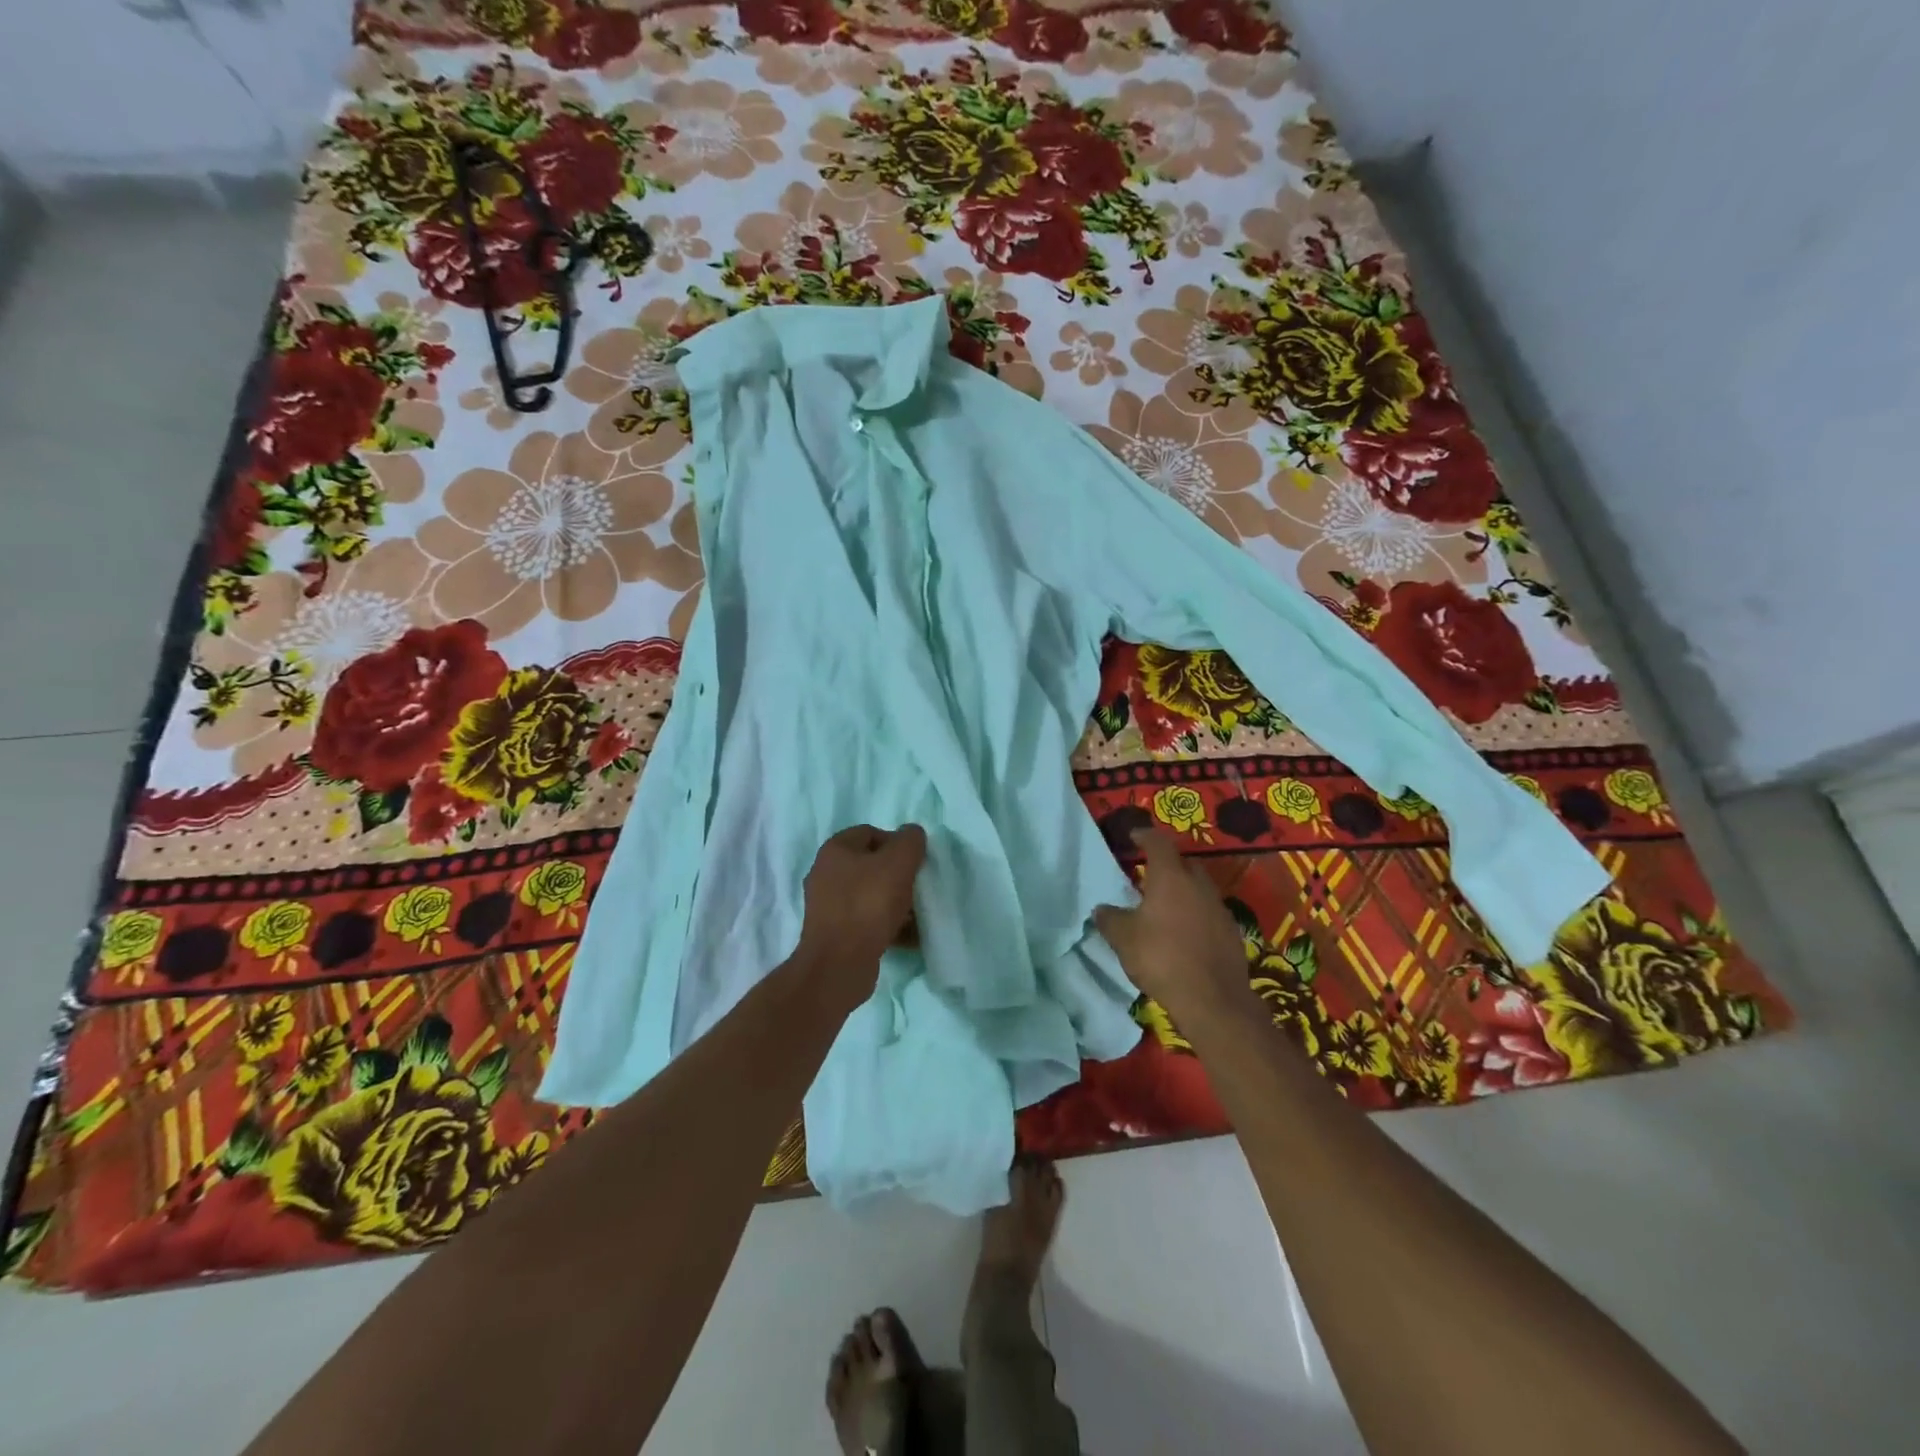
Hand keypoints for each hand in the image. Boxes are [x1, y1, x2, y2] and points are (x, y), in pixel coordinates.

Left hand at [796, 824, 927, 1003]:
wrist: (839, 964)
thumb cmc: (868, 904)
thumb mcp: (898, 863)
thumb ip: (910, 841)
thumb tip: (912, 834)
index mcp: (835, 850)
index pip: (870, 833)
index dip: (896, 843)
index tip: (915, 862)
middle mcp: (825, 874)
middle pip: (871, 866)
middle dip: (898, 876)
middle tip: (917, 888)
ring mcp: (827, 906)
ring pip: (870, 895)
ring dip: (896, 903)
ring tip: (917, 917)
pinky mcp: (834, 933)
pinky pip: (866, 921)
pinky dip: (887, 926)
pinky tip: (908, 937)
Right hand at [1095, 827, 1256, 1030]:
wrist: (1213, 999)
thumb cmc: (1162, 958)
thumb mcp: (1123, 938)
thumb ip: (1110, 918)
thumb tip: (1102, 908)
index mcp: (1170, 877)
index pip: (1158, 843)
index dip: (1145, 836)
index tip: (1134, 836)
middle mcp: (1198, 885)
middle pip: (1183, 864)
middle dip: (1167, 865)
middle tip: (1148, 876)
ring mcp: (1219, 908)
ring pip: (1198, 889)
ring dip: (1183, 892)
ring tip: (1164, 907)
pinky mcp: (1231, 932)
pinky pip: (1209, 913)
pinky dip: (1195, 915)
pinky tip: (1184, 933)